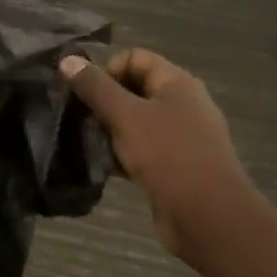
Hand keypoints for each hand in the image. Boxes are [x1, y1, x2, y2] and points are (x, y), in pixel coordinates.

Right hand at [60, 50, 252, 262]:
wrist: (208, 218)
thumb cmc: (168, 156)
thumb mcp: (126, 116)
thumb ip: (95, 87)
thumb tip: (67, 59)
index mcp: (177, 83)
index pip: (135, 58)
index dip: (108, 69)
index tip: (86, 93)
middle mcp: (182, 105)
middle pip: (134, 89)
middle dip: (104, 100)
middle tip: (81, 117)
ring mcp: (180, 137)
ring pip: (136, 121)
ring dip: (110, 129)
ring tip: (87, 141)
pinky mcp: (173, 166)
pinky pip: (142, 149)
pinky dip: (122, 153)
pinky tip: (103, 165)